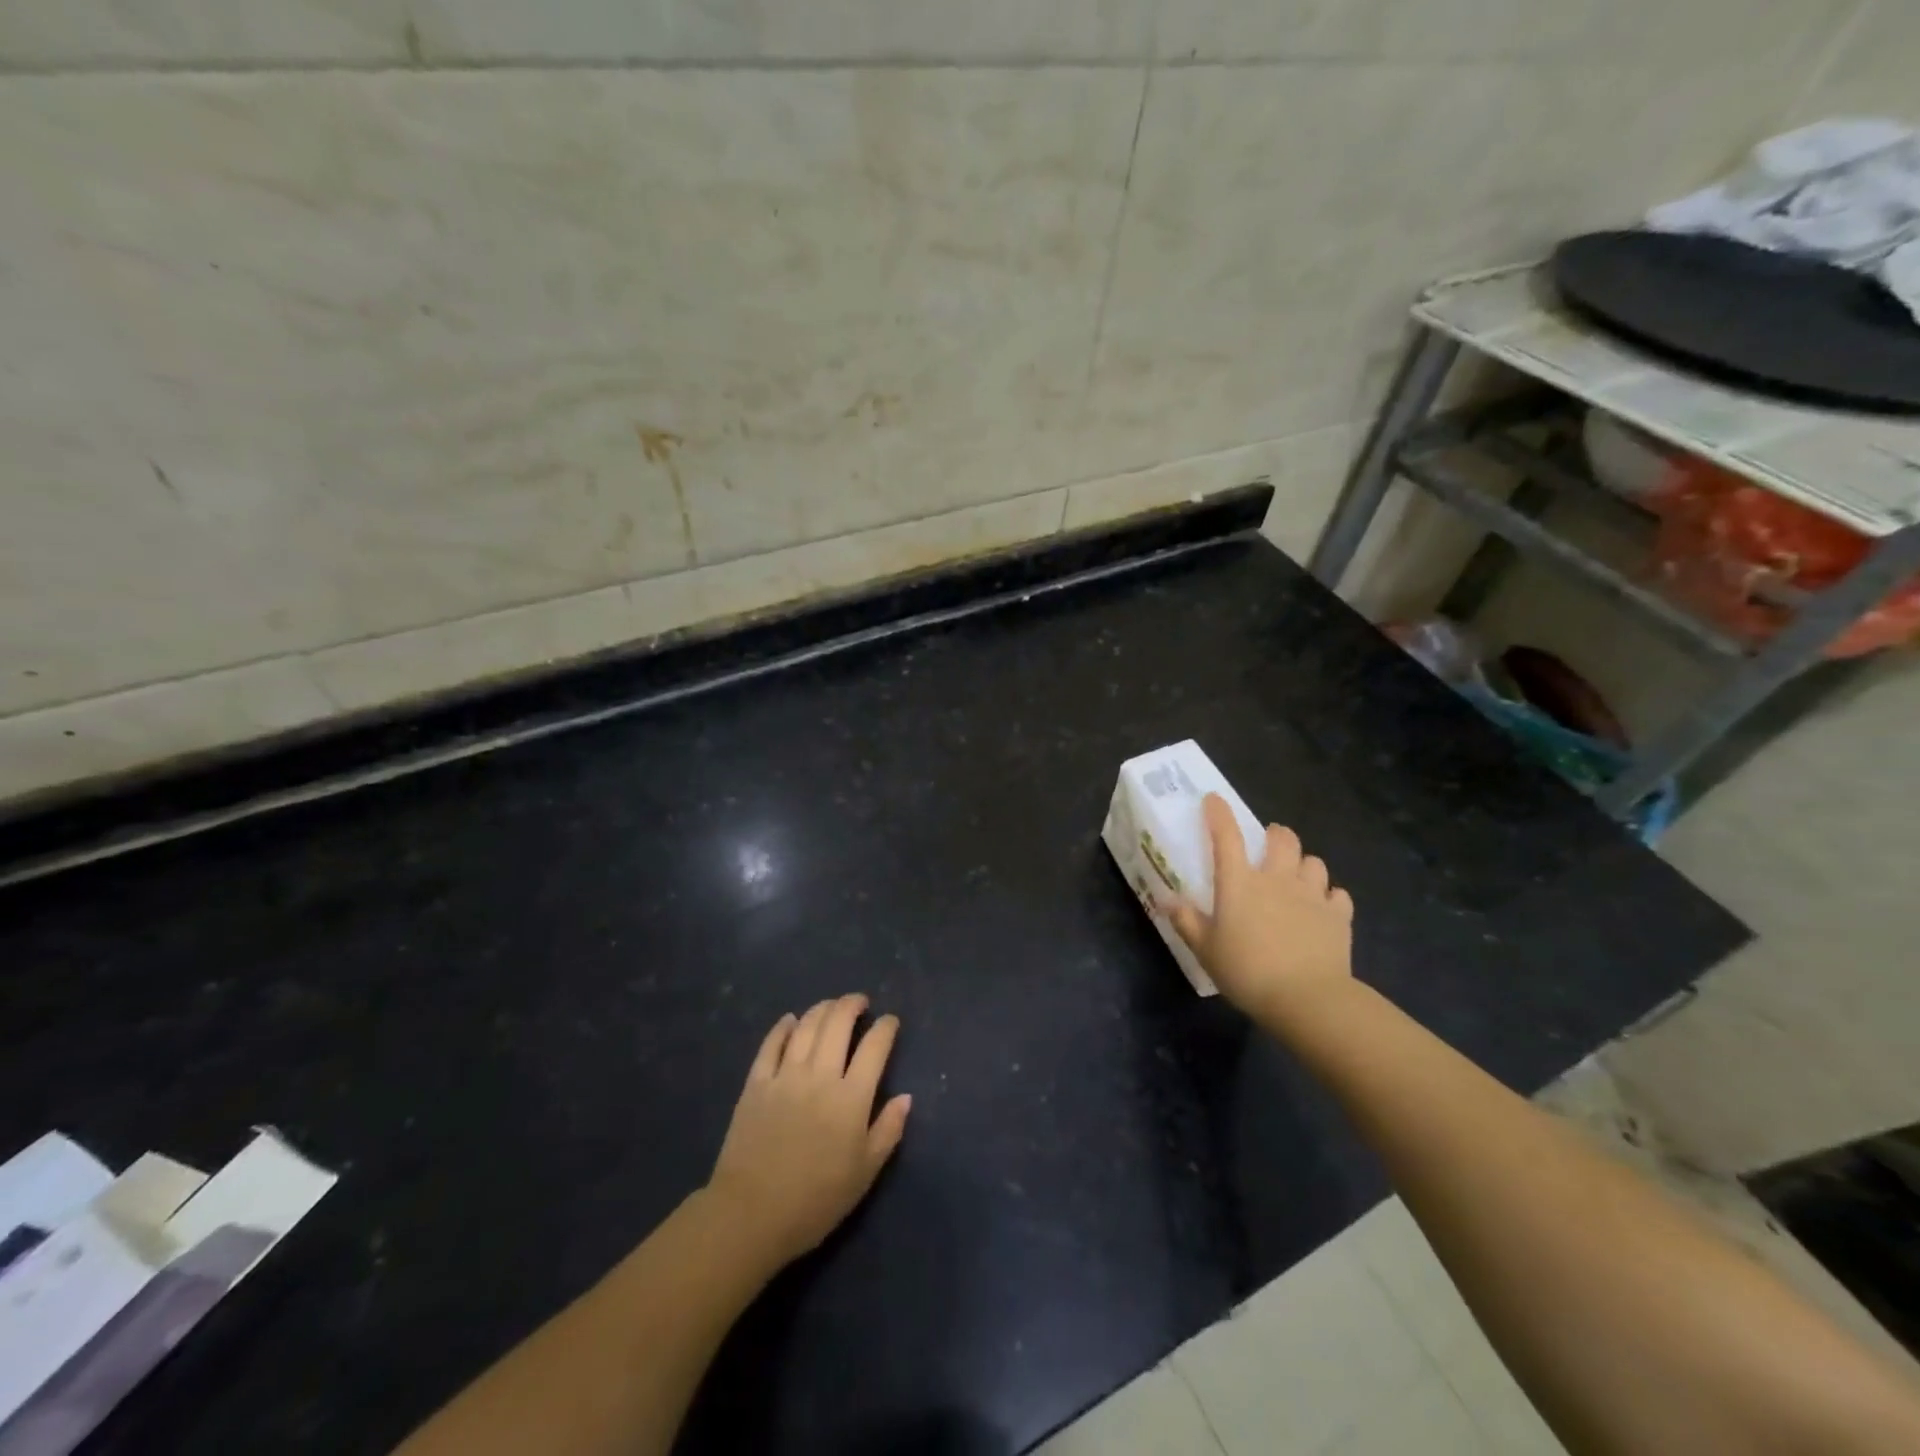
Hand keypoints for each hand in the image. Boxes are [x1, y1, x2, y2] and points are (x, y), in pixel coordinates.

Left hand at [705, 995, 911, 1267]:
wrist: (750, 1216)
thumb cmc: (815, 1201)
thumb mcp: (864, 1173)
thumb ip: (888, 1130)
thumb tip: (905, 1097)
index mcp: (851, 1098)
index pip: (875, 1047)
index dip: (886, 1028)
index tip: (890, 1022)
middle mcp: (820, 1075)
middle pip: (838, 1023)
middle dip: (852, 1005)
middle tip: (860, 1002)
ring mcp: (785, 1075)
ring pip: (806, 1026)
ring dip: (822, 1009)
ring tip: (832, 1006)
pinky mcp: (756, 1083)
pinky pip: (771, 1043)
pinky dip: (783, 1026)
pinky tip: (790, 1020)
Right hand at [1167, 794, 1355, 1024]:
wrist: (1307, 999)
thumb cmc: (1247, 971)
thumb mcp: (1205, 950)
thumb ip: (1186, 922)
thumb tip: (1167, 900)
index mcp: (1239, 883)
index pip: (1226, 836)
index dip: (1219, 813)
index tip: (1214, 799)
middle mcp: (1277, 879)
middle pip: (1282, 839)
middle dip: (1275, 834)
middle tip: (1268, 843)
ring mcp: (1312, 895)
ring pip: (1313, 862)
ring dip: (1303, 864)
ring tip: (1296, 876)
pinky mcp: (1338, 916)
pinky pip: (1337, 894)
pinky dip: (1329, 896)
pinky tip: (1323, 908)